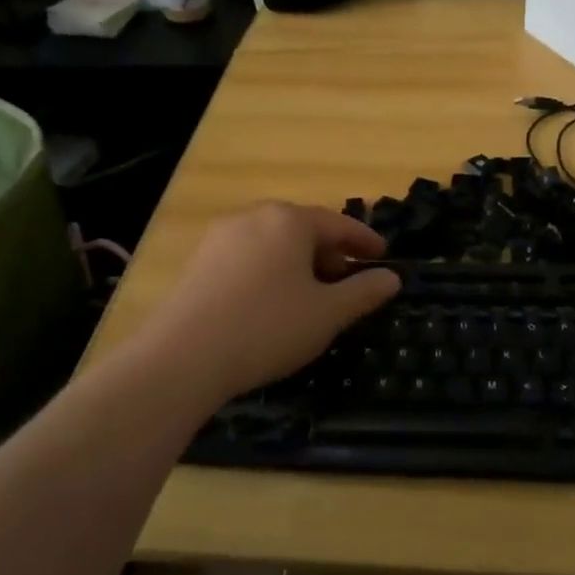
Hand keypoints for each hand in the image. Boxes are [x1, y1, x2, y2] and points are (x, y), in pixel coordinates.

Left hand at [129, 202, 400, 406]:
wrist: (182, 357)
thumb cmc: (267, 327)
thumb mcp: (328, 314)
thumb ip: (364, 292)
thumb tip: (391, 278)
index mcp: (289, 220)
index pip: (338, 223)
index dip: (364, 241)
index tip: (383, 256)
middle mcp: (254, 217)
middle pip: (303, 229)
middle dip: (329, 254)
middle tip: (346, 283)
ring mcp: (220, 237)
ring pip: (273, 243)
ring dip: (299, 264)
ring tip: (310, 297)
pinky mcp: (198, 262)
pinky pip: (247, 258)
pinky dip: (269, 272)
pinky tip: (270, 304)